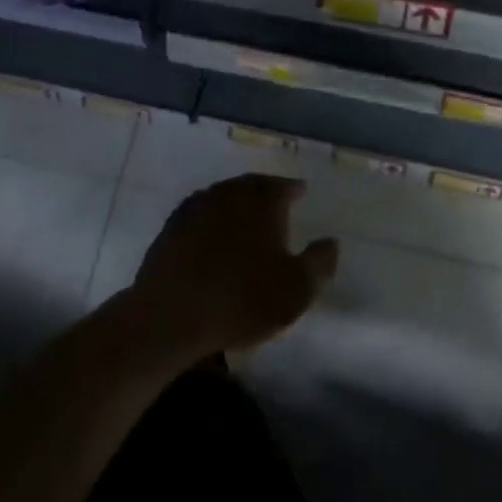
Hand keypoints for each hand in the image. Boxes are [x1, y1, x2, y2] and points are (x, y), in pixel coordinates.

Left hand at [130, 174, 337, 359]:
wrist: (171, 316)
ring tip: (244, 216)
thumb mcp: (296, 289)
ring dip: (235, 202)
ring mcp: (195, 208)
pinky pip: (198, 214)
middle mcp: (229, 194)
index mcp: (262, 201)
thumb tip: (331, 242)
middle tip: (274, 200)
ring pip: (222, 196)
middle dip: (264, 190)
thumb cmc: (243, 300)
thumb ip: (320, 263)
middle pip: (251, 185)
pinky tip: (212, 235)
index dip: (293, 189)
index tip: (300, 193)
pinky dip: (210, 219)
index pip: (283, 185)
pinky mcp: (170, 228)